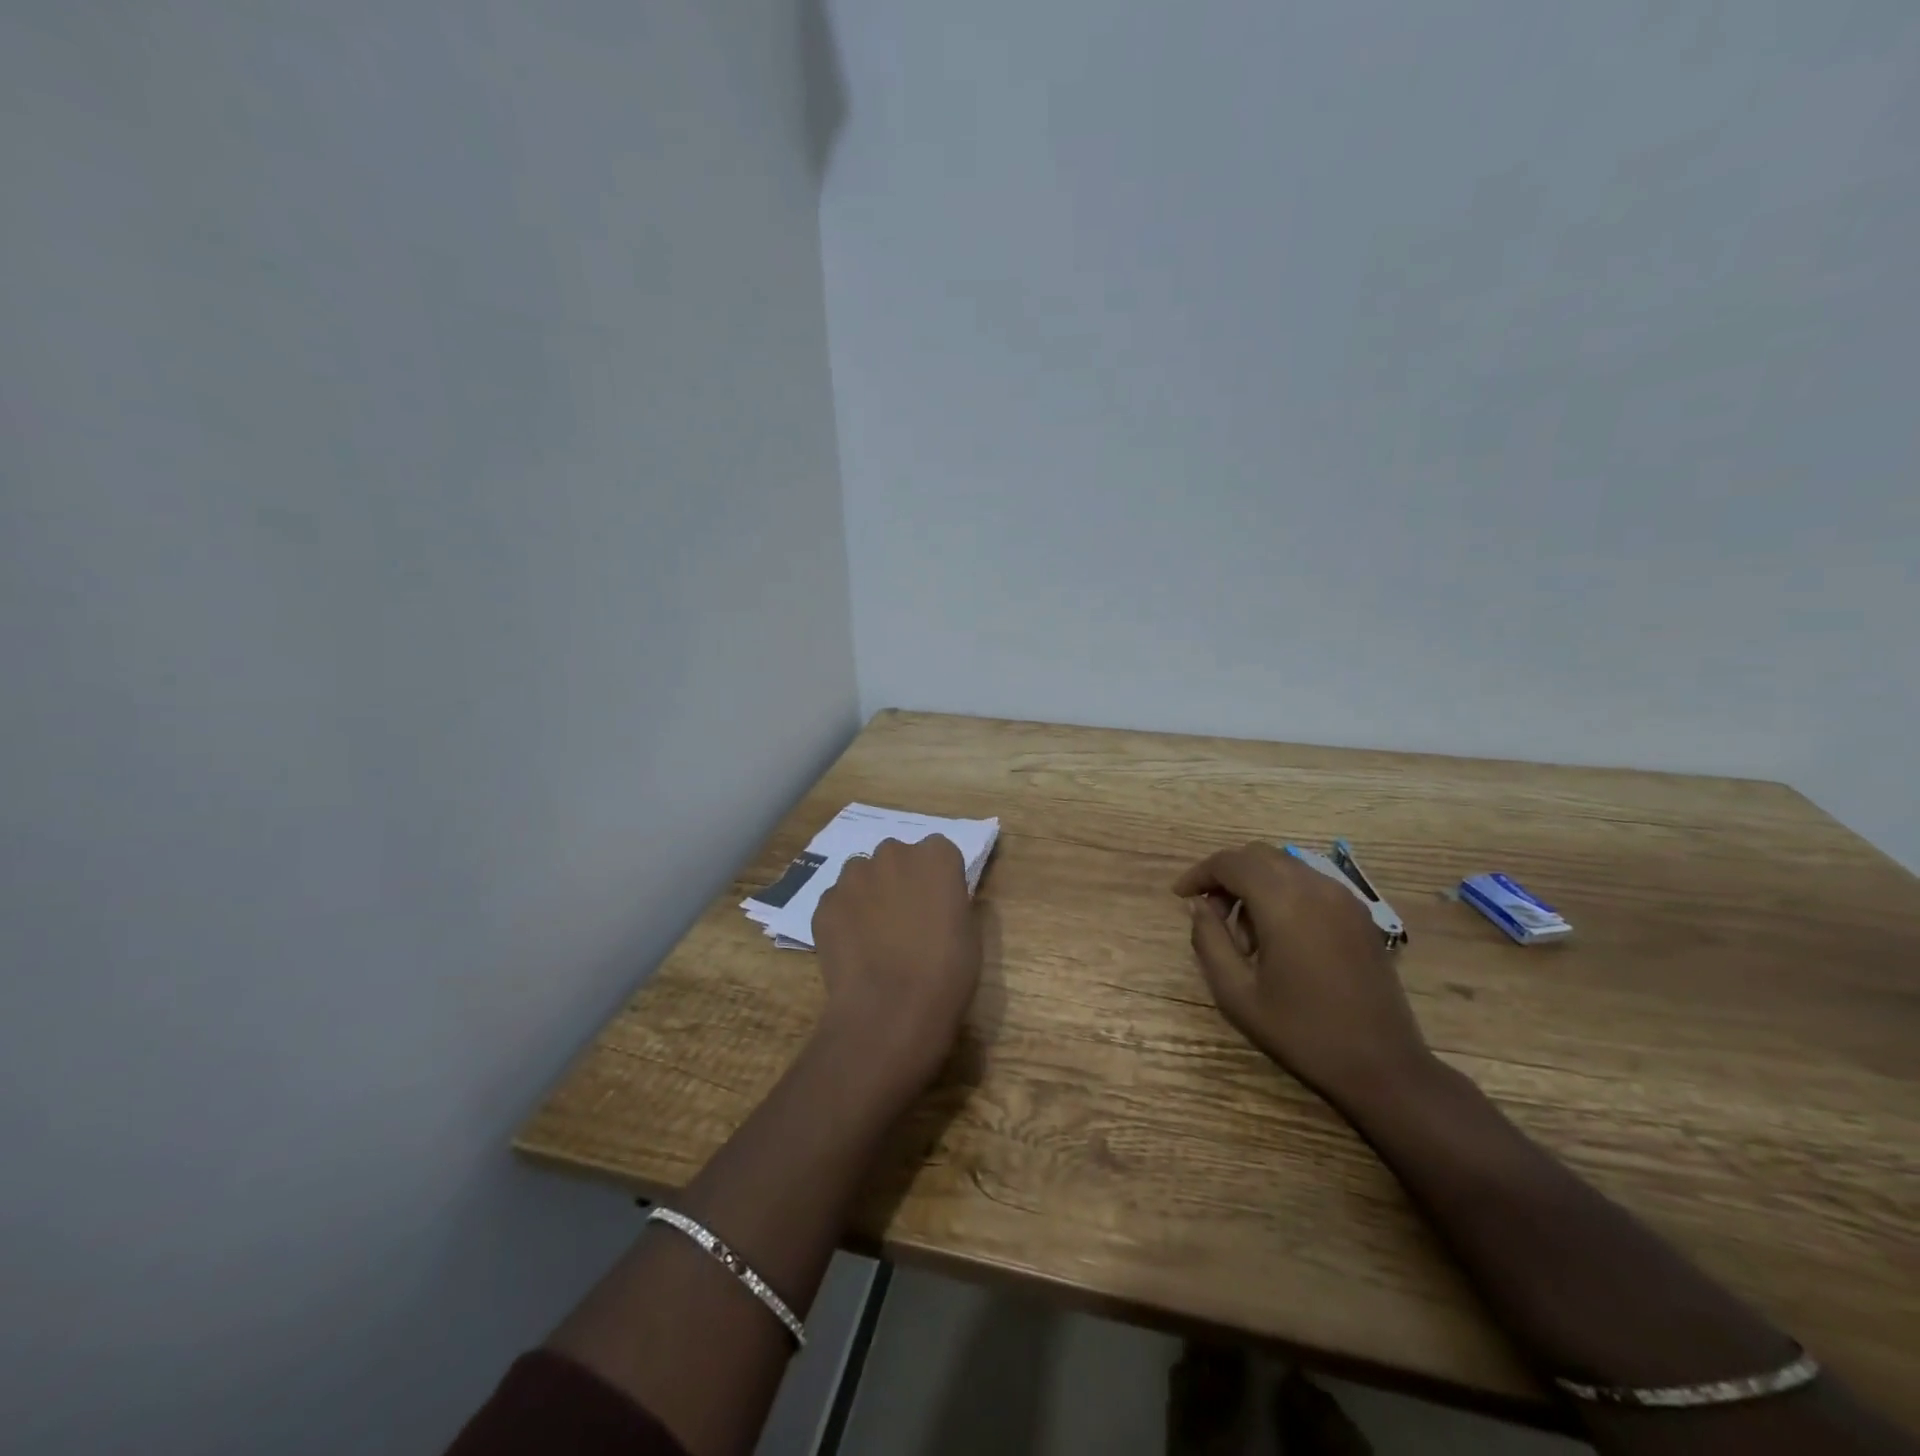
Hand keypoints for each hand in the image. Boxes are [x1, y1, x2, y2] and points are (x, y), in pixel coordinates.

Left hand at [811, 835, 981, 1100]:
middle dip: (900, 878)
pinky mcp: (825, 902)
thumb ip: (950, 901)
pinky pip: (838, 902)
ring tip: (875, 935)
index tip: (939, 904)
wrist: (890, 1010)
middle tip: (906, 918)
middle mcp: (894, 853)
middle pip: (897, 857)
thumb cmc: (946, 973)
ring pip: (862, 875)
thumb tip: (936, 902)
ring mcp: (854, 876)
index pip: (939, 851)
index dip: (937, 878)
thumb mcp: (969, 932)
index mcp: (936, 856)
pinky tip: (853, 950)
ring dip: (869, 893)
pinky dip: (844, 918)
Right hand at [1174, 842, 1433, 1112]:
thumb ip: (1209, 940)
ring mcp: (1344, 898)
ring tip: (1246, 938)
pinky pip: (1310, 884)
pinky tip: (1279, 938)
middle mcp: (1316, 887)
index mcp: (1284, 903)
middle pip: (1258, 856)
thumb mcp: (1236, 993)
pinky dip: (1283, 894)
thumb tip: (1199, 906)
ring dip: (1255, 885)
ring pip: (1285, 867)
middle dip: (1226, 876)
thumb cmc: (1302, 1032)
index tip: (1180, 896)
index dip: (1200, 873)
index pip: (1230, 863)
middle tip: (1211, 915)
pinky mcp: (1360, 915)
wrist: (1383, 1066)